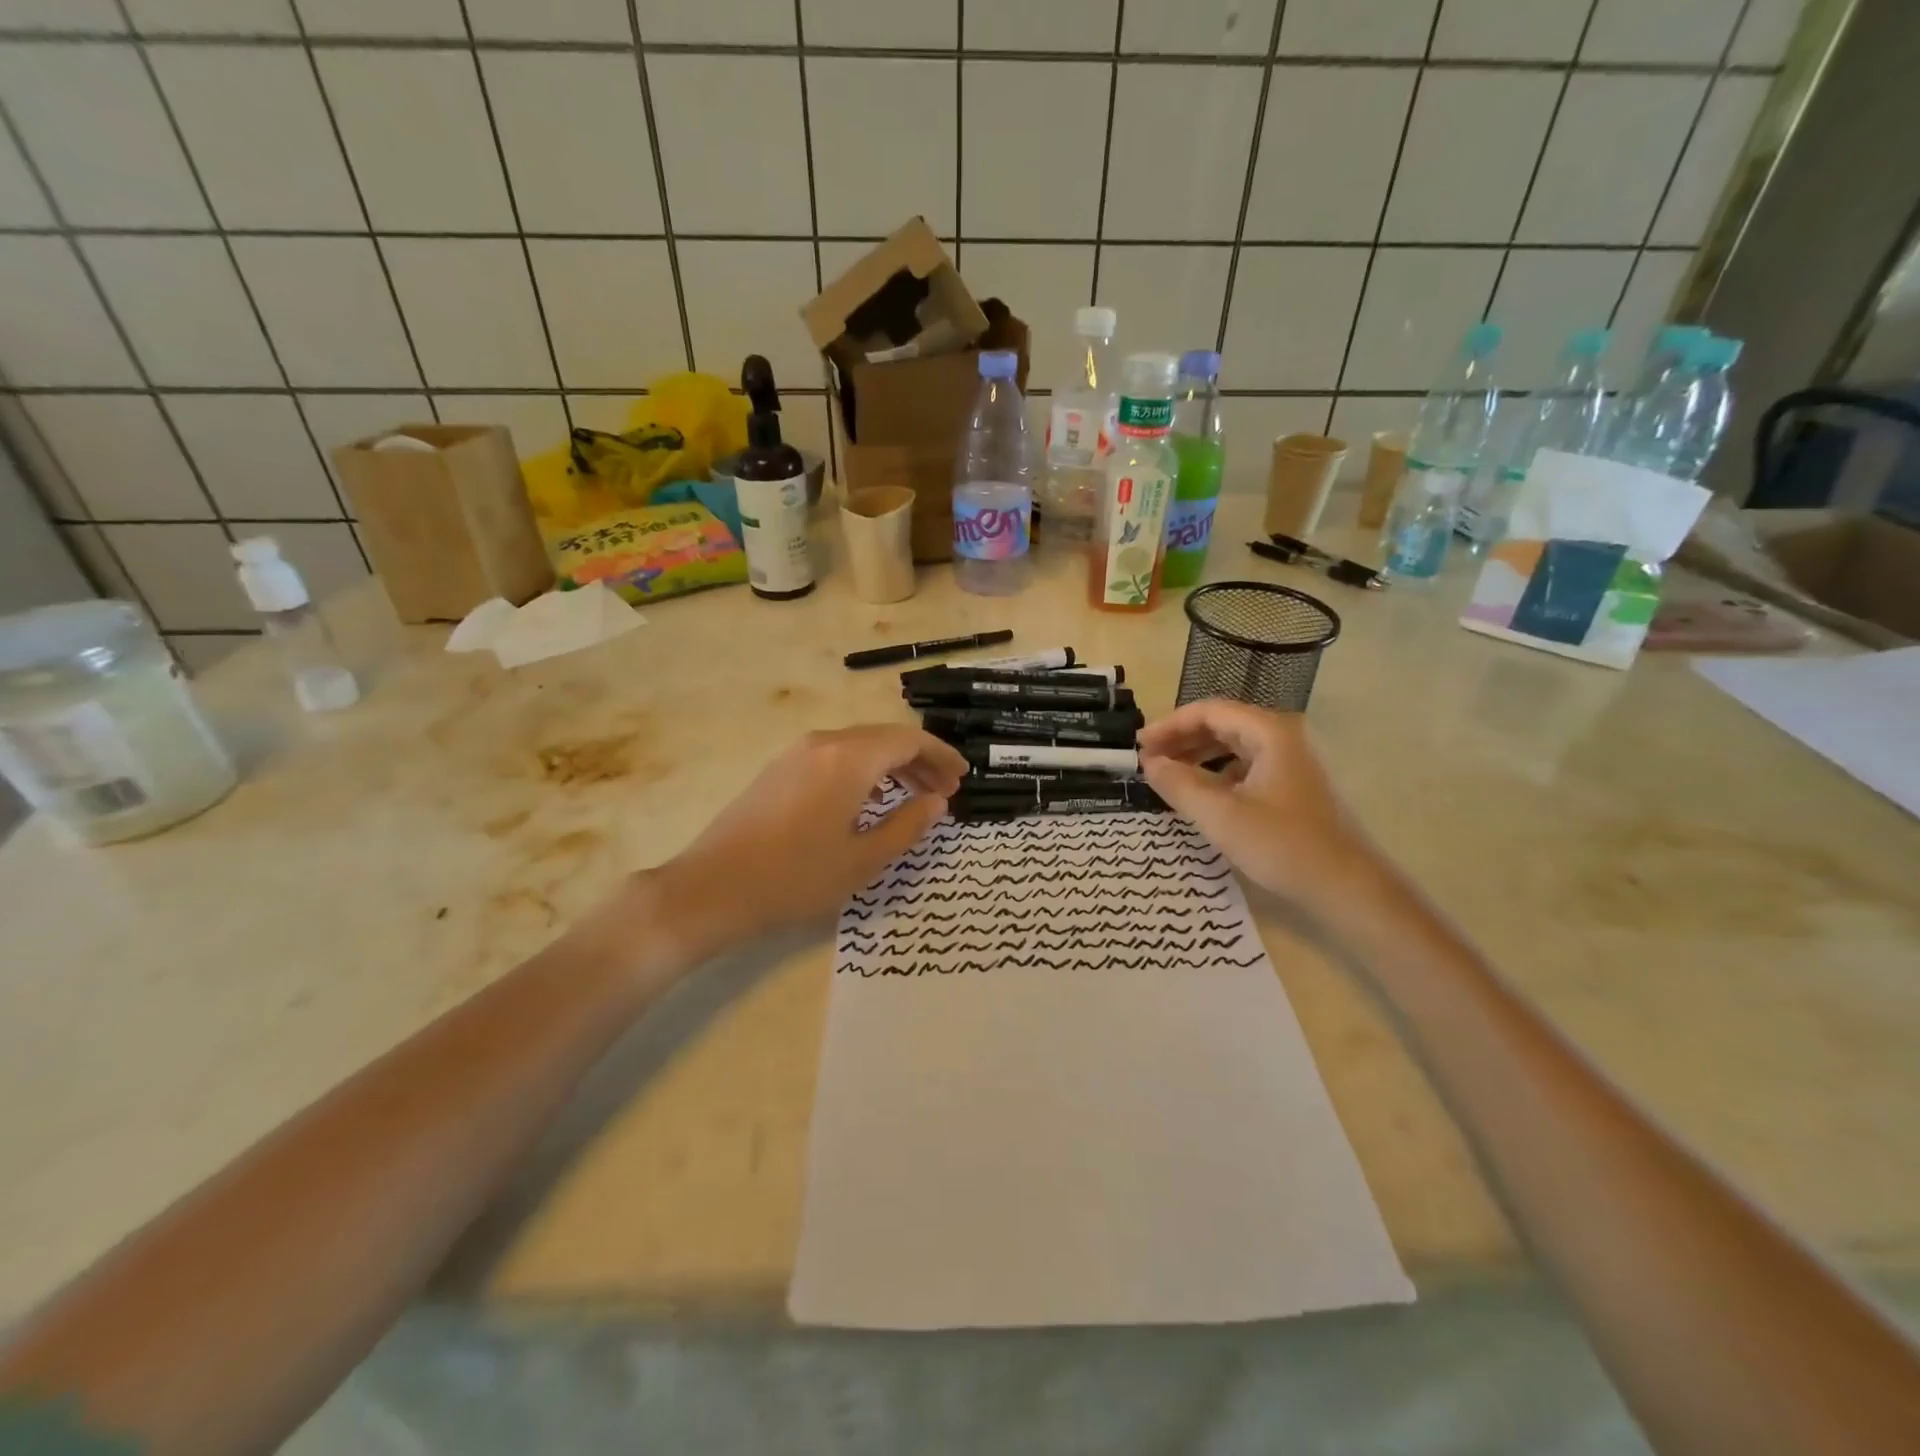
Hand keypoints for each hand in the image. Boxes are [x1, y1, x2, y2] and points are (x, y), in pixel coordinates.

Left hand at [651, 725, 966, 957]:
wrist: (712, 888)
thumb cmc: (796, 878)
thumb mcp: (864, 860)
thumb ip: (908, 825)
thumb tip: (937, 801)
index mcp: (850, 758)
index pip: (909, 741)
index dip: (941, 756)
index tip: (962, 778)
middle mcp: (824, 742)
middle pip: (885, 738)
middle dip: (920, 760)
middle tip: (945, 791)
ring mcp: (797, 753)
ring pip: (859, 746)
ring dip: (892, 765)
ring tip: (915, 795)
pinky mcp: (779, 769)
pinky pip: (835, 756)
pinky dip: (864, 770)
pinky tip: (870, 799)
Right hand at [1138, 699, 1377, 912]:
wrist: (1350, 889)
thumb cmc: (1284, 846)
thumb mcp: (1221, 816)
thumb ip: (1179, 784)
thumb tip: (1149, 763)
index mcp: (1271, 732)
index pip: (1209, 711)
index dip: (1169, 726)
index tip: (1139, 747)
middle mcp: (1285, 737)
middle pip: (1223, 725)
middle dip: (1181, 740)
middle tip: (1148, 762)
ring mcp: (1294, 762)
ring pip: (1235, 747)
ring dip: (1198, 757)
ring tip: (1168, 777)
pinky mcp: (1296, 786)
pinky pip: (1248, 767)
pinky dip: (1218, 775)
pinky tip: (1202, 796)